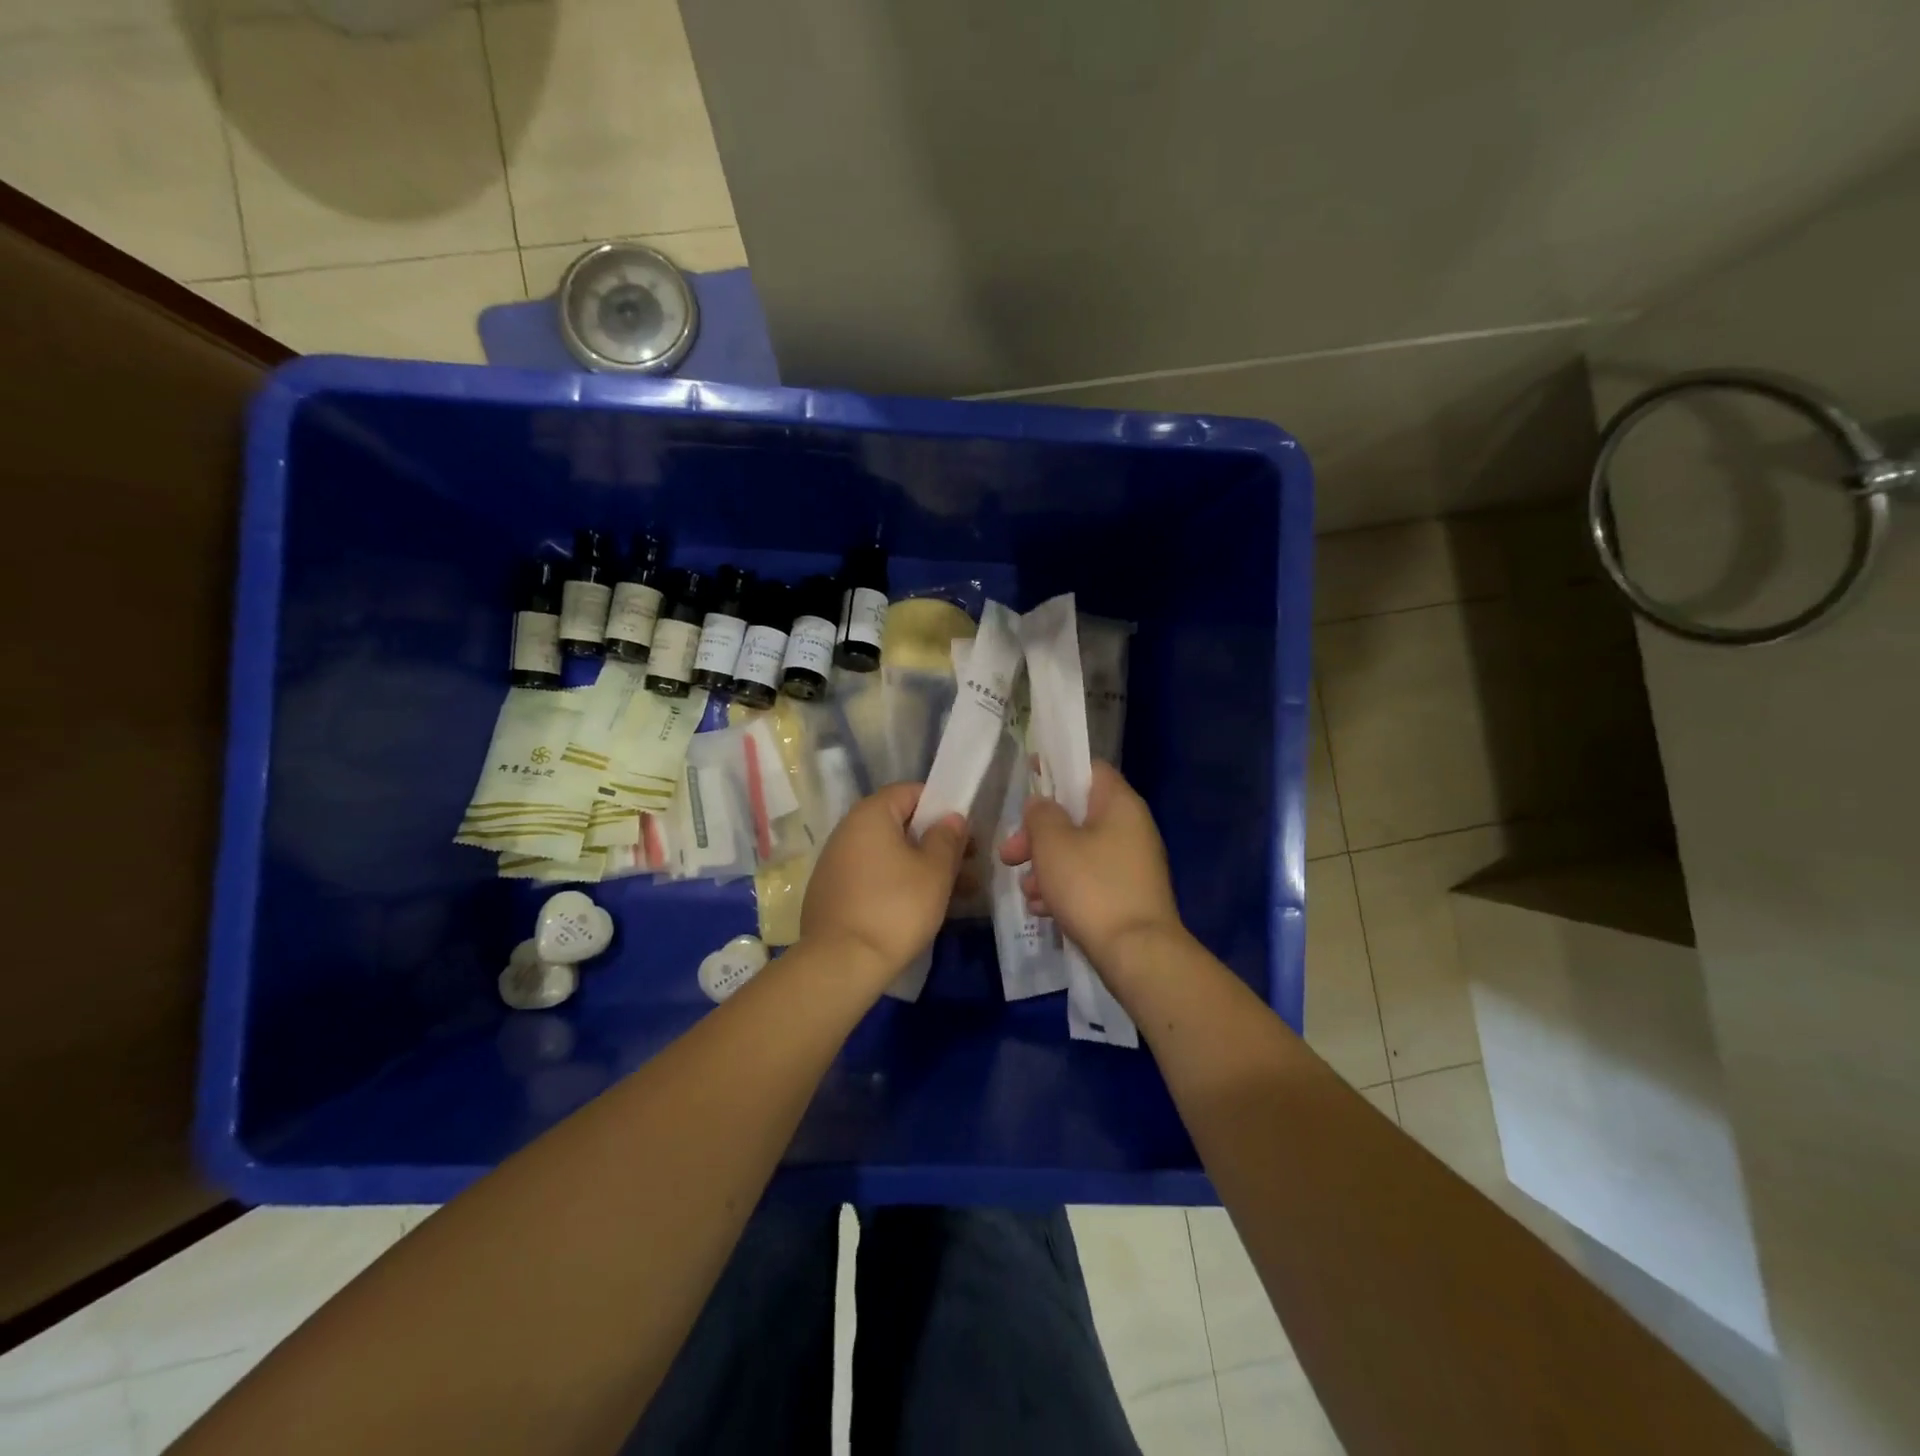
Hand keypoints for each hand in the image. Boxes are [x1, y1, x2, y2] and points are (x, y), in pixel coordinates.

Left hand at [801, 783, 967, 985]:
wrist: (842, 963)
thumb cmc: (896, 908)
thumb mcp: (935, 871)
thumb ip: (947, 838)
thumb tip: (950, 817)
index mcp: (870, 815)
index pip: (910, 792)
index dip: (941, 806)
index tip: (964, 831)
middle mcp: (847, 831)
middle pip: (899, 824)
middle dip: (935, 842)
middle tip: (967, 865)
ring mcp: (835, 863)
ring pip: (888, 854)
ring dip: (920, 866)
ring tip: (955, 893)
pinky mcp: (832, 893)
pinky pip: (872, 876)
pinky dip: (896, 884)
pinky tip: (919, 908)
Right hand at [998, 762, 1183, 965]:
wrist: (1137, 954)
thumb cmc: (1092, 887)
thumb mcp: (1053, 844)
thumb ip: (1041, 814)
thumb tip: (1042, 804)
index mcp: (1119, 804)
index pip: (1089, 768)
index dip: (1057, 768)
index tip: (1028, 780)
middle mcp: (1131, 828)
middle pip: (1077, 815)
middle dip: (1038, 834)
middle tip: (1009, 854)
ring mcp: (1132, 864)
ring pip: (1079, 850)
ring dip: (1046, 866)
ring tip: (1026, 891)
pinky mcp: (1128, 895)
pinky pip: (1090, 879)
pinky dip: (1065, 888)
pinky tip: (1042, 910)